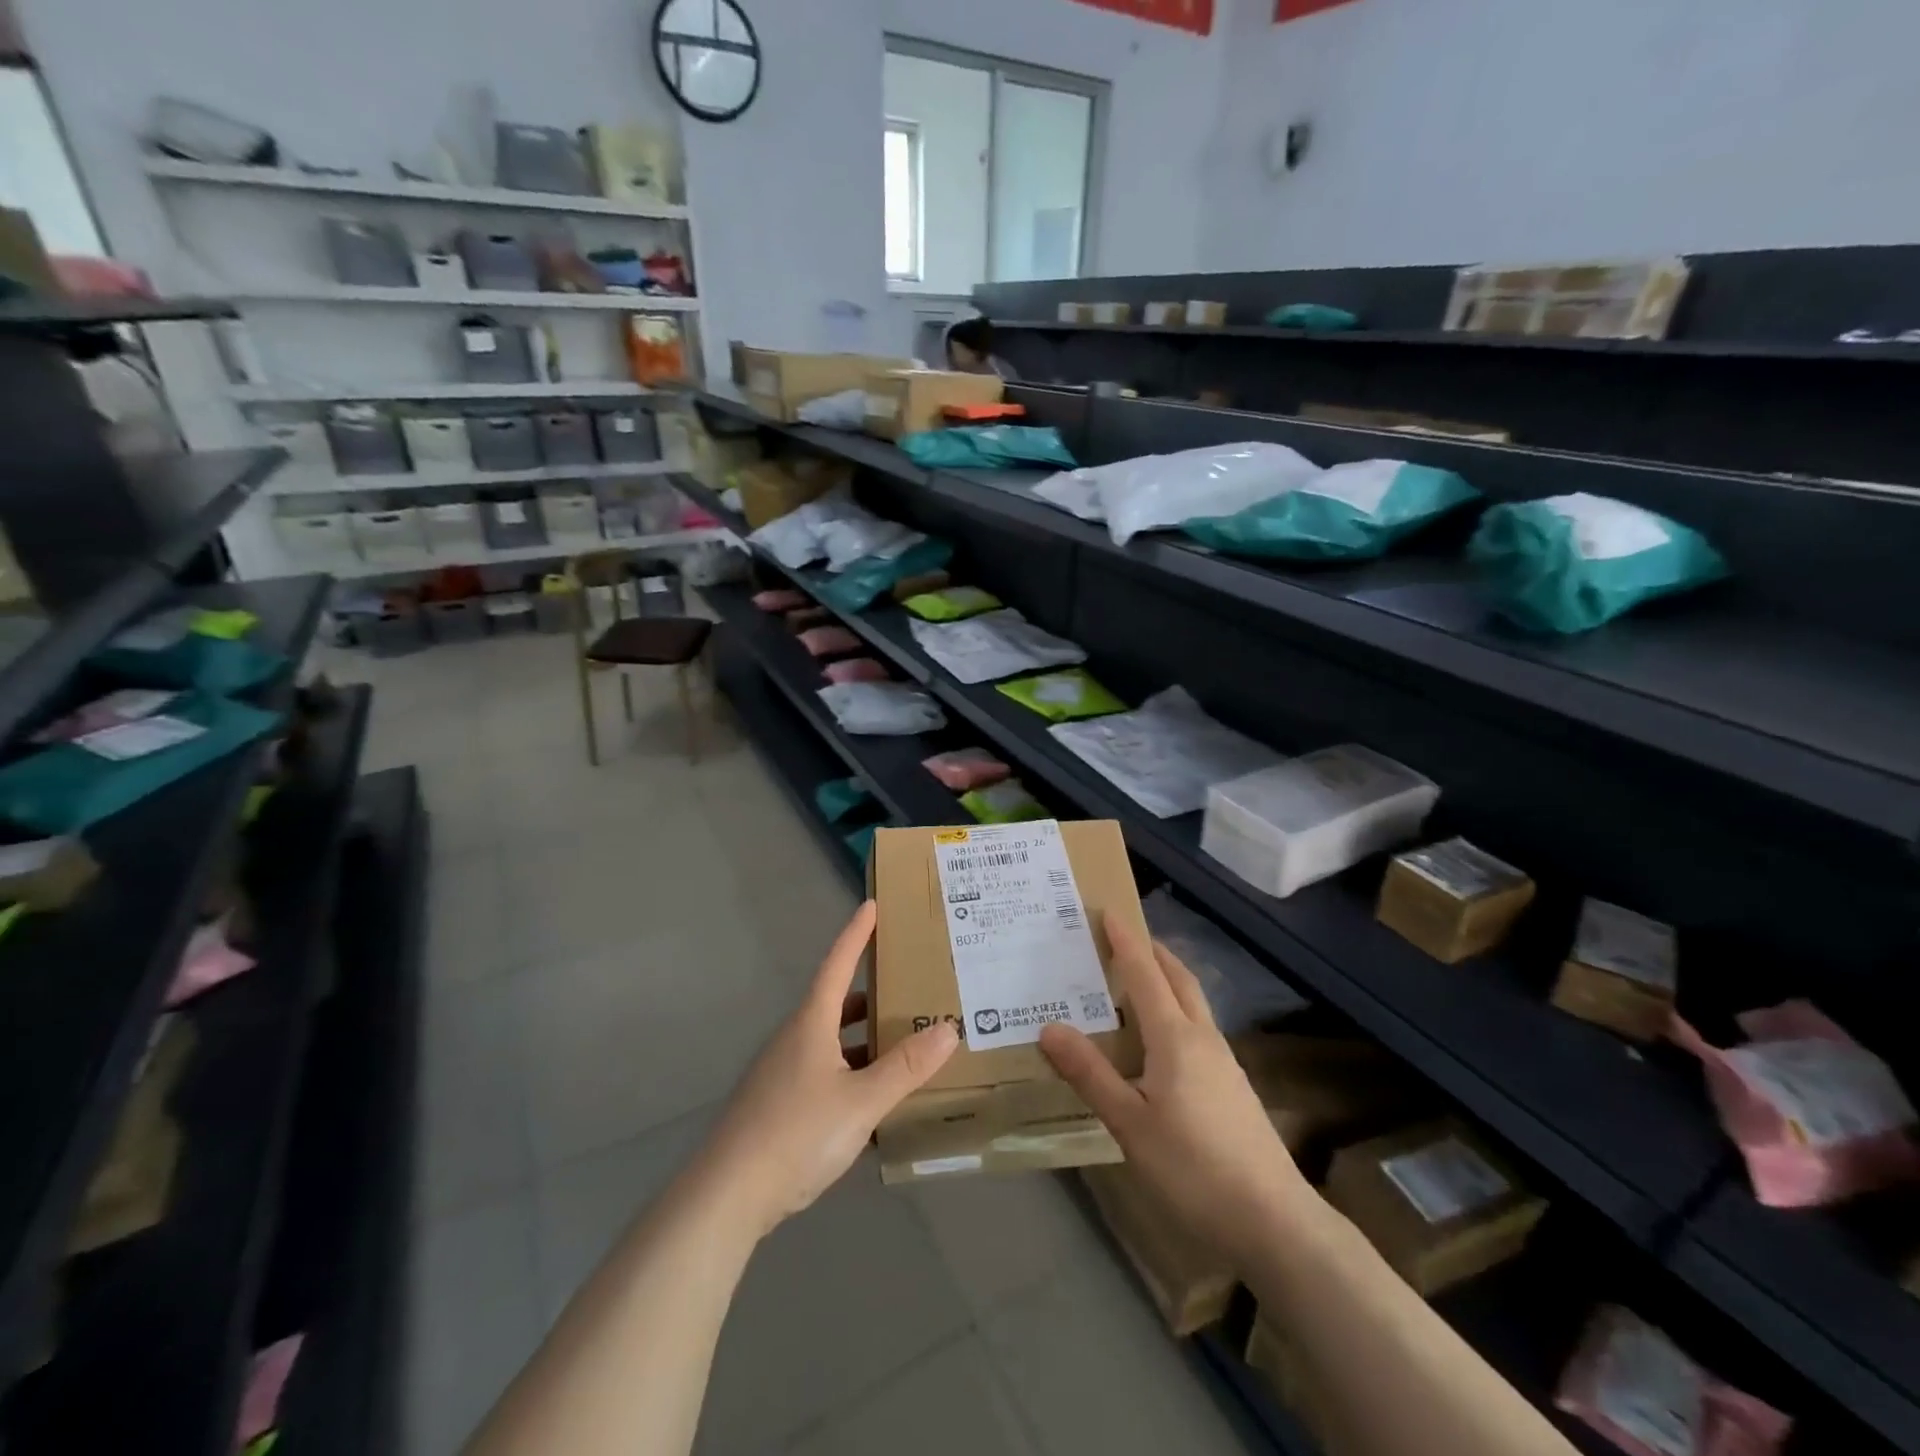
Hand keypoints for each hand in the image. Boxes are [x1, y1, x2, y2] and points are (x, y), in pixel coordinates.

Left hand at [699, 901, 957, 1239]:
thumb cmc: (796, 1134)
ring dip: (863, 1037)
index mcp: (811, 1024)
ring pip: (830, 1040)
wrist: (727, 1195)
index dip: (856, 934)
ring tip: (901, 1041)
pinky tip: (872, 1098)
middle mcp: (794, 1038)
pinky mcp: (777, 1103)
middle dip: (870, 991)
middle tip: (906, 982)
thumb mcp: (861, 1101)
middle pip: (835, 1002)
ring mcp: (782, 1072)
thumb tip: (949, 1028)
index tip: (872, 905)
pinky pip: (823, 1070)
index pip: (837, 964)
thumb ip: (906, 1067)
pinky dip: (851, 1070)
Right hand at [1040, 916, 1308, 1265]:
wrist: (1274, 1221)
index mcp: (1175, 1038)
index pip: (1146, 974)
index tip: (1108, 911)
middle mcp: (1202, 1038)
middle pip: (1178, 978)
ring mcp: (1223, 1062)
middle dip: (1152, 951)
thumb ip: (1090, 1074)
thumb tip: (1049, 1027)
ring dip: (1167, 979)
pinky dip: (1176, 1010)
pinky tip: (1161, 1040)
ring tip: (1137, 980)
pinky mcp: (1232, 1085)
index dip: (1125, 941)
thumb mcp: (1130, 1124)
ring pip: (1193, 1002)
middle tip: (1123, 936)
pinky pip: (1198, 1027)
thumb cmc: (1194, 1168)